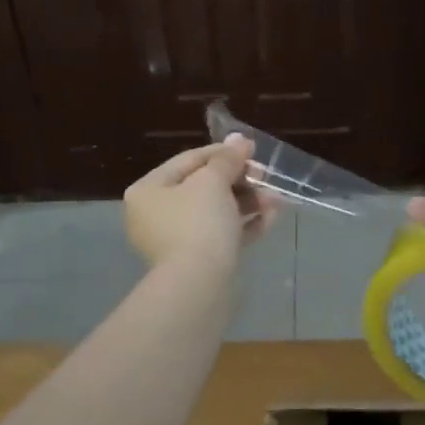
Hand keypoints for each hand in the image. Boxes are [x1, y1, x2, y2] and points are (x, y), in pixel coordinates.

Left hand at [124, 134, 278, 269]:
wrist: (199, 285)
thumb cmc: (199, 222)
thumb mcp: (214, 182)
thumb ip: (227, 159)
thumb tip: (239, 139)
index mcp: (148, 190)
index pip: (189, 160)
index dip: (223, 152)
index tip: (251, 150)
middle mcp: (156, 214)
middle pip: (204, 187)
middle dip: (241, 180)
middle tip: (266, 176)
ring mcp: (176, 240)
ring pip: (217, 212)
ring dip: (249, 202)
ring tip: (276, 199)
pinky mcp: (197, 261)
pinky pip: (222, 235)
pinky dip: (245, 224)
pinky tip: (272, 217)